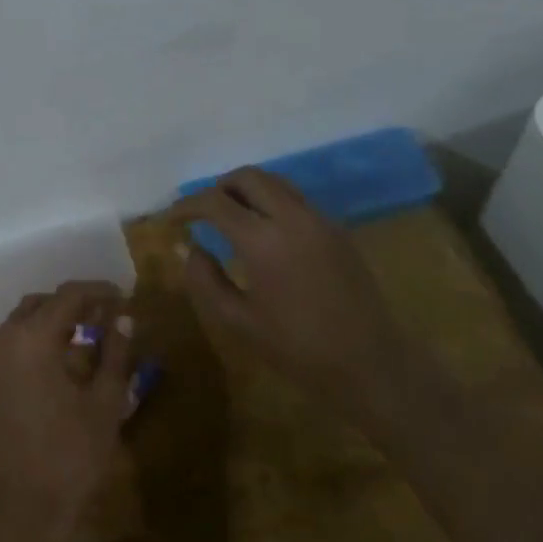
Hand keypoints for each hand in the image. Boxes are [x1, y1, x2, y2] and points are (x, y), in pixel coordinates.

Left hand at [0, 281, 132, 541]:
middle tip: (106, 317)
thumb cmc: (69, 459)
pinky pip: (11, 349)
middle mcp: (4, 342)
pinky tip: (61, 367)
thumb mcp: (105, 405)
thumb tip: (124, 319)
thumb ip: (115, 355)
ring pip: (22, 325)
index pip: (69, 296)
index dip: (99, 291)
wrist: (17, 516)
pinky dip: (36, 344)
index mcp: (32, 338)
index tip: (124, 297)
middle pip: (41, 304)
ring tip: (87, 339)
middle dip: (74, 304)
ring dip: (53, 323)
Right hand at [170, 168, 389, 400]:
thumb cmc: (298, 350)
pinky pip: (296, 199)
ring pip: (275, 182)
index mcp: (263, 240)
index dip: (187, 205)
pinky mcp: (337, 230)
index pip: (215, 202)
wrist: (371, 364)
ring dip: (247, 191)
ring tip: (230, 217)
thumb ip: (205, 280)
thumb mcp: (239, 322)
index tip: (171, 218)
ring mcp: (319, 220)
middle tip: (201, 213)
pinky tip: (265, 233)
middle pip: (248, 177)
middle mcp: (292, 217)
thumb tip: (189, 247)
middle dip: (218, 188)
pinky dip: (271, 202)